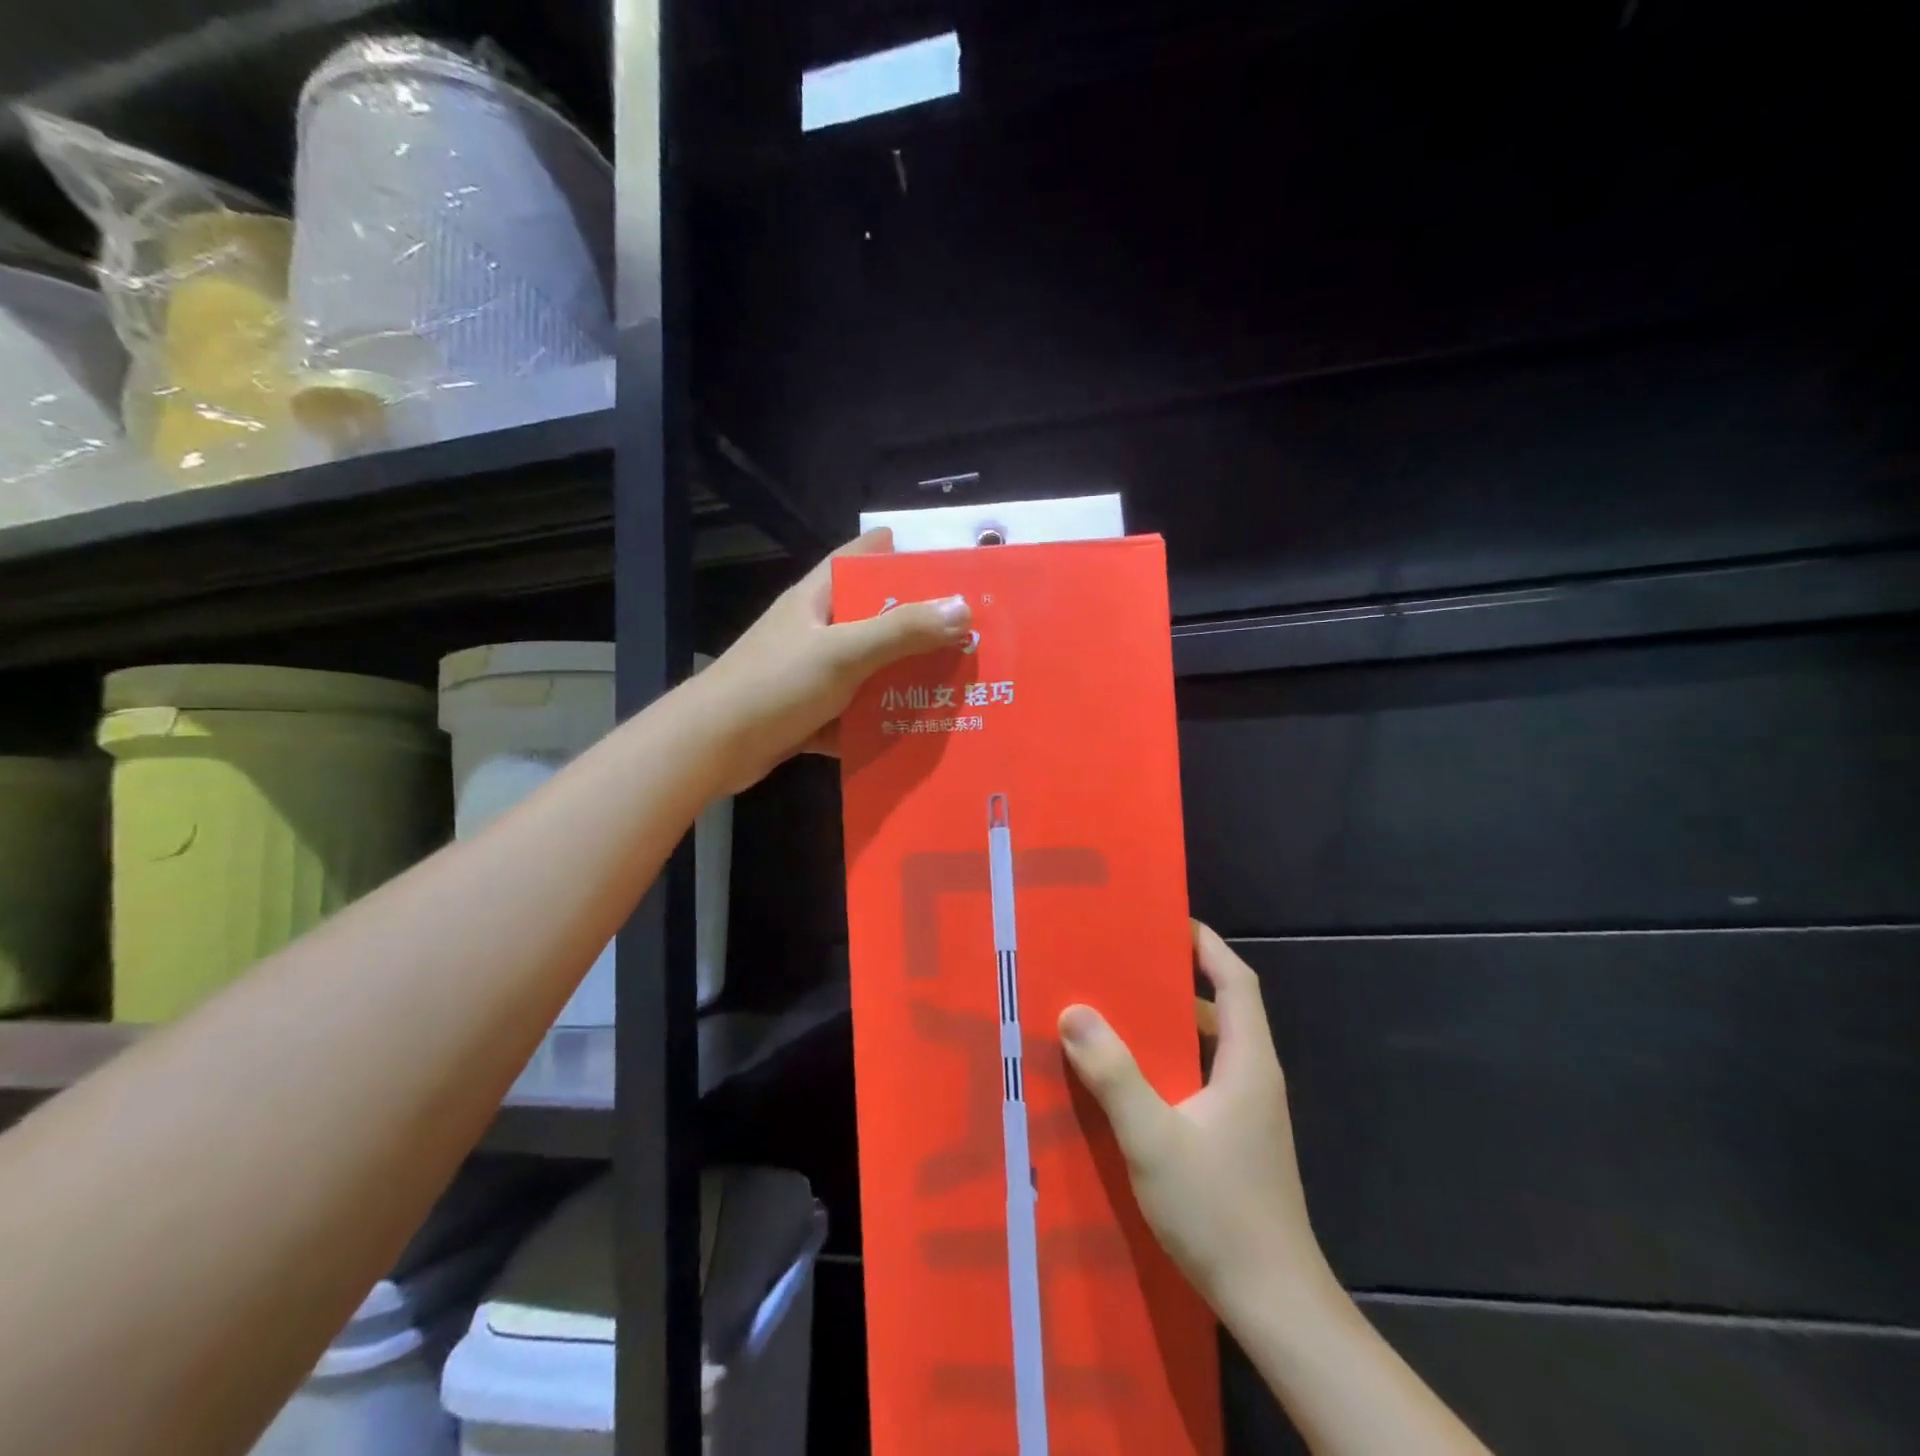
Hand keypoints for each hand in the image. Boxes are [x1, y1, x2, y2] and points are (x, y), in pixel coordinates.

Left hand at [696, 528, 971, 791]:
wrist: (712, 748)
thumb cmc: (775, 685)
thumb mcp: (843, 652)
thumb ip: (902, 631)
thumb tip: (963, 608)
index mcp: (817, 599)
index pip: (859, 557)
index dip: (899, 554)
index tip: (946, 564)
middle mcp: (814, 630)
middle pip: (873, 618)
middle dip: (918, 626)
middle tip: (969, 634)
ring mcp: (810, 674)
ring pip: (868, 670)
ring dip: (904, 679)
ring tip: (956, 685)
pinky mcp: (809, 714)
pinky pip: (855, 713)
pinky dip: (880, 721)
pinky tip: (917, 732)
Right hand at [1060, 923, 1332, 1325]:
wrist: (1276, 1306)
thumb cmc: (1220, 1212)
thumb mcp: (1154, 1139)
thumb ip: (1114, 1074)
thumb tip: (1074, 1012)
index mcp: (1248, 1062)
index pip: (1236, 981)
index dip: (1206, 945)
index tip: (1165, 920)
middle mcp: (1253, 1078)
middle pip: (1220, 1009)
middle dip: (1173, 981)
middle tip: (1120, 965)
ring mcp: (1247, 1113)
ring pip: (1206, 1048)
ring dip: (1166, 1027)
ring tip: (1113, 1014)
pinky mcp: (1236, 1140)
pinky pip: (1199, 1080)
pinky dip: (1167, 1065)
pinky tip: (1128, 1081)